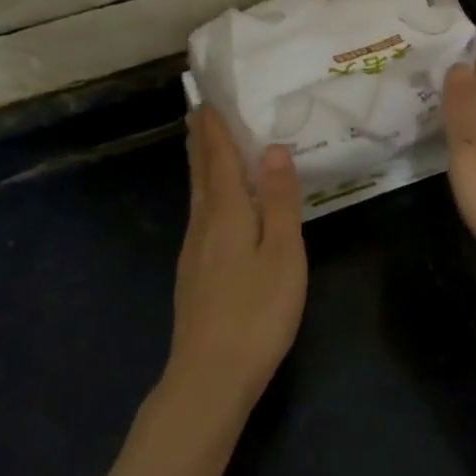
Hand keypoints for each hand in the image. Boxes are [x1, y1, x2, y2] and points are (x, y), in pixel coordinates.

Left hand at [167, 106, 307, 413]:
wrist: (210, 376)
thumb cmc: (256, 313)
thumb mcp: (283, 254)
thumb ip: (279, 201)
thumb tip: (273, 149)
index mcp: (225, 213)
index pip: (217, 158)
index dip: (214, 128)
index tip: (207, 99)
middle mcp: (202, 224)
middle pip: (200, 173)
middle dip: (201, 141)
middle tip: (199, 112)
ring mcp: (193, 251)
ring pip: (197, 195)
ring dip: (200, 165)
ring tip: (204, 146)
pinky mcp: (193, 274)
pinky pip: (199, 216)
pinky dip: (205, 194)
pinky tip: (212, 205)